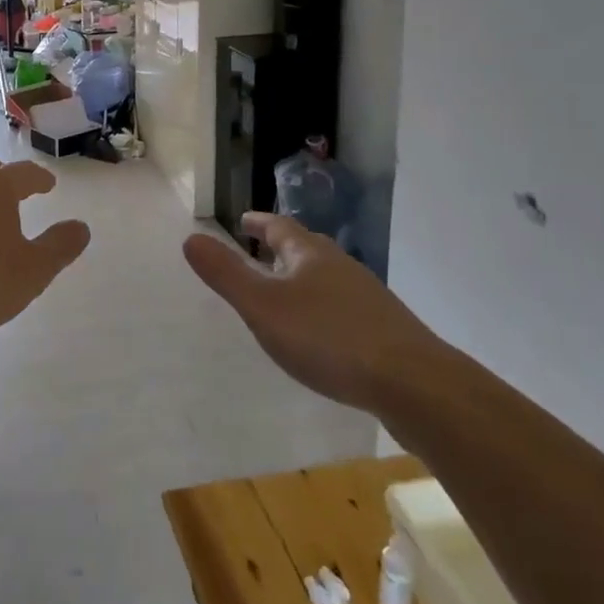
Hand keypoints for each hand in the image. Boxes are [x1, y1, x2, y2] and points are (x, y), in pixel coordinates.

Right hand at [183, 213, 431, 412]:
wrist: (412, 383)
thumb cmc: (327, 338)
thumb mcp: (263, 307)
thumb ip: (226, 274)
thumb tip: (191, 237)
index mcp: (309, 253)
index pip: (278, 226)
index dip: (258, 222)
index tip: (243, 220)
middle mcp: (340, 265)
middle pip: (306, 247)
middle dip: (281, 248)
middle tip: (260, 252)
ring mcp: (367, 295)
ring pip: (327, 276)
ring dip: (304, 278)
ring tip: (287, 292)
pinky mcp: (385, 327)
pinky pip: (345, 305)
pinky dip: (324, 307)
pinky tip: (323, 333)